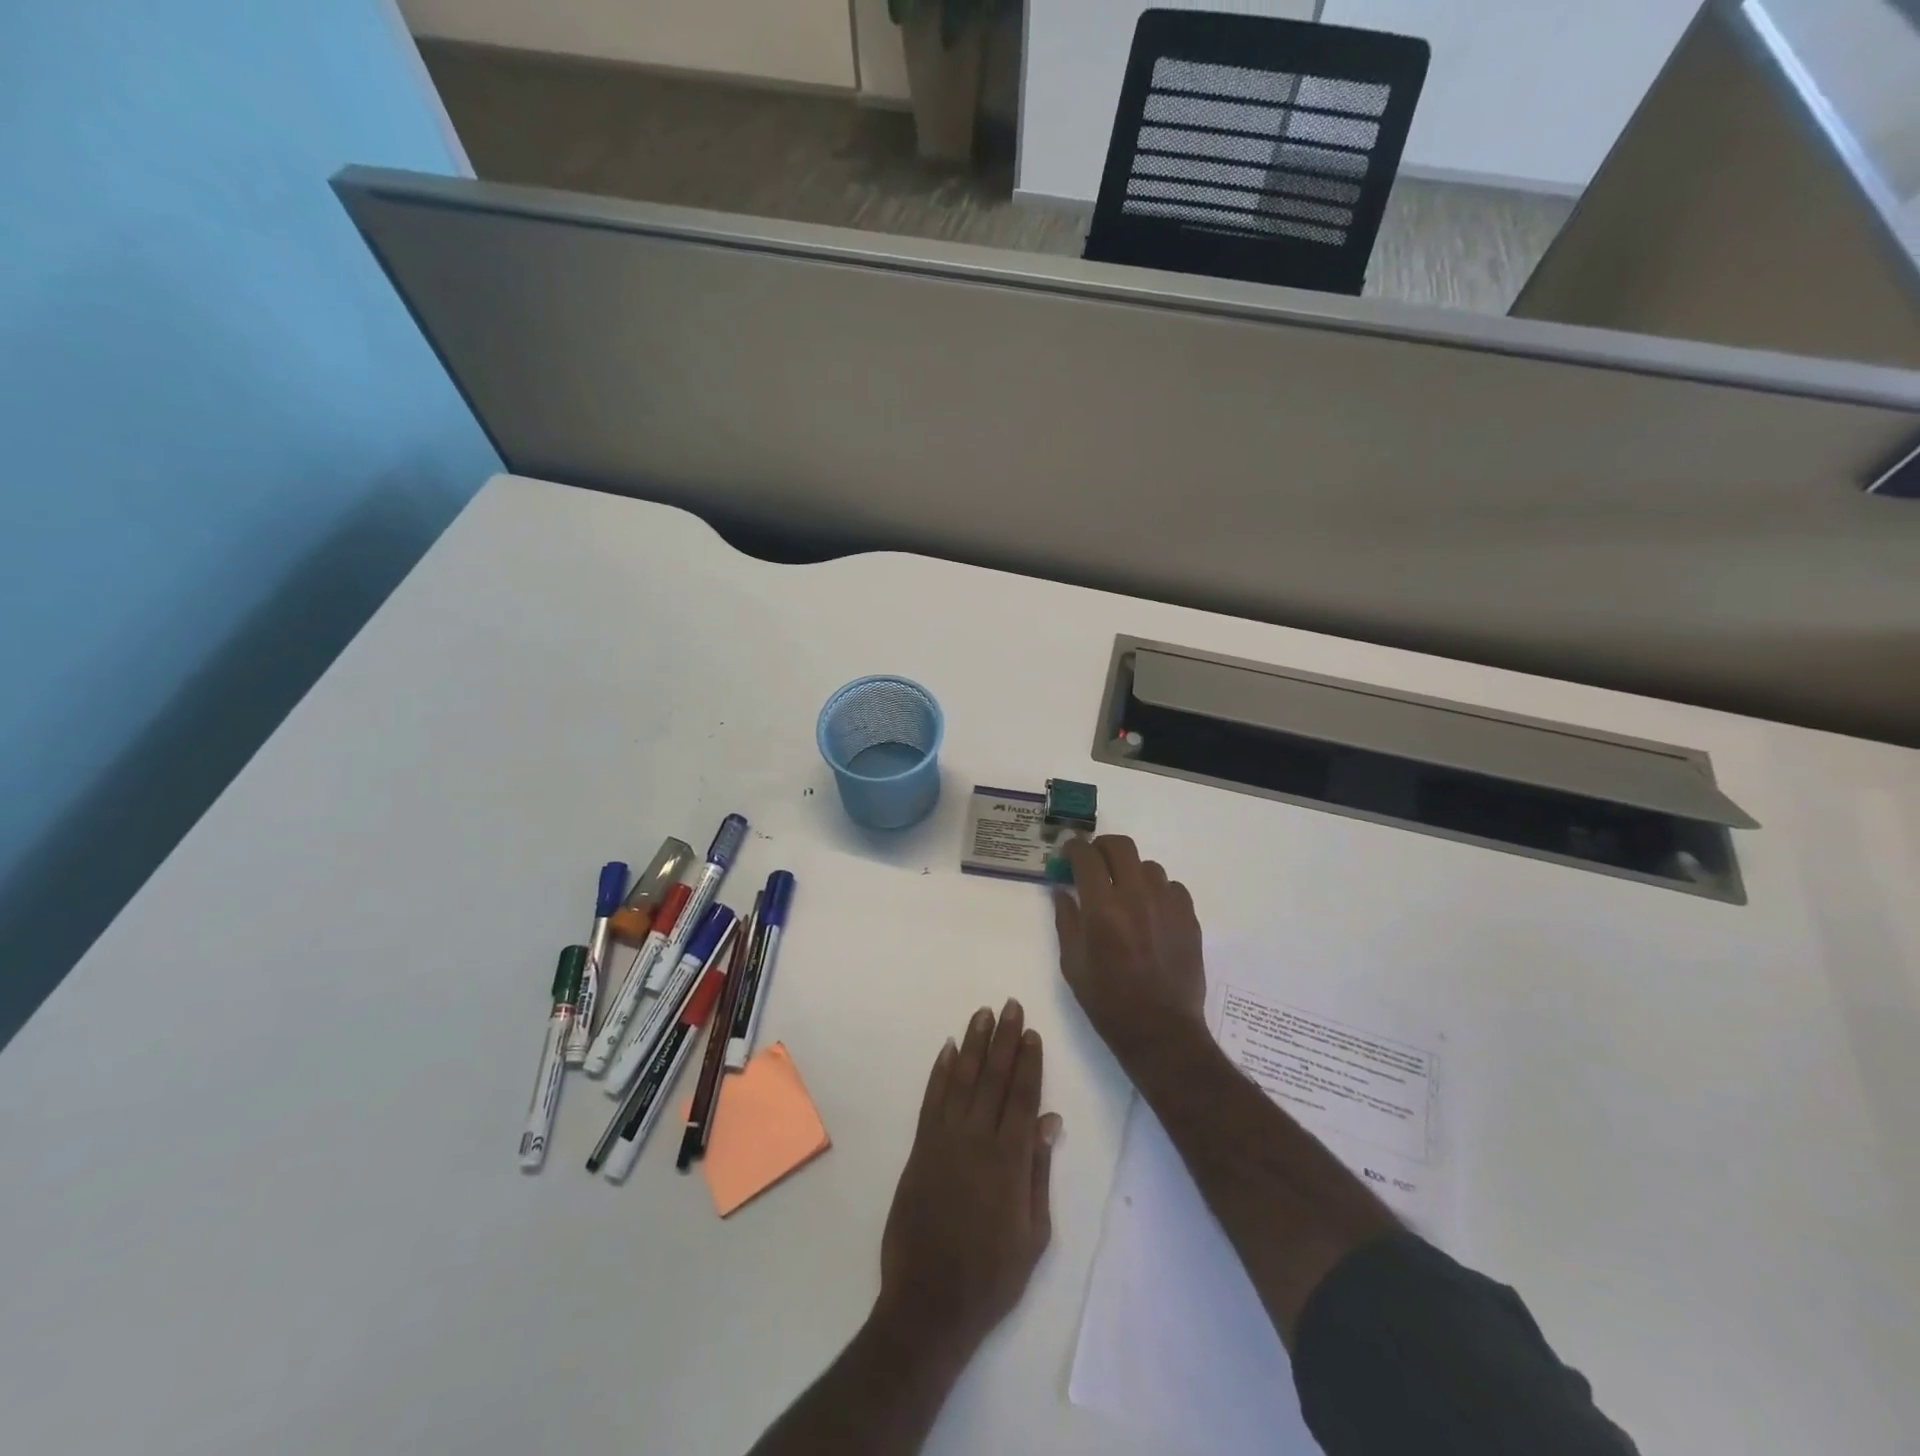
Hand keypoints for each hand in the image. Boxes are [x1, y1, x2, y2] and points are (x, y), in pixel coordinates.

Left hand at [874, 1001, 1060, 1366]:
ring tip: (983, 1014)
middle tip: (1010, 1006)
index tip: (1032, 1032)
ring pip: (962, 1080)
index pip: (1022, 1097)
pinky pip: (931, 1100)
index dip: (1028, 1062)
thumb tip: (1050, 1119)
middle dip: (1004, 1040)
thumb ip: (1040, 1172)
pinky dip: (940, 1072)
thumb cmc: (992, 1276)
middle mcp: (976, 1141)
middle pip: (993, 1079)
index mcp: (1010, 1161)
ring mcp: (944, 1142)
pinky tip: (948, 1050)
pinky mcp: (919, 1149)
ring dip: (973, 1044)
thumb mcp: (1034, 1235)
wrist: (929, 1303)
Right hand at [1054, 836, 1205, 1065]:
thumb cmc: (1107, 1001)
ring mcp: (1167, 904)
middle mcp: (1136, 896)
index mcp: (1102, 908)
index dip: (1073, 848)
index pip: (1086, 856)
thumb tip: (1063, 890)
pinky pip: (1171, 886)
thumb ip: (1066, 920)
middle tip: (1094, 863)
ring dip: (1130, 871)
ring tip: (1124, 893)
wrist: (1161, 1031)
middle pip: (1120, 846)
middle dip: (1102, 847)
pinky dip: (1156, 890)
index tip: (1068, 853)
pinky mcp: (1189, 916)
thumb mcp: (1072, 963)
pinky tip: (1150, 911)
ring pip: (1148, 865)